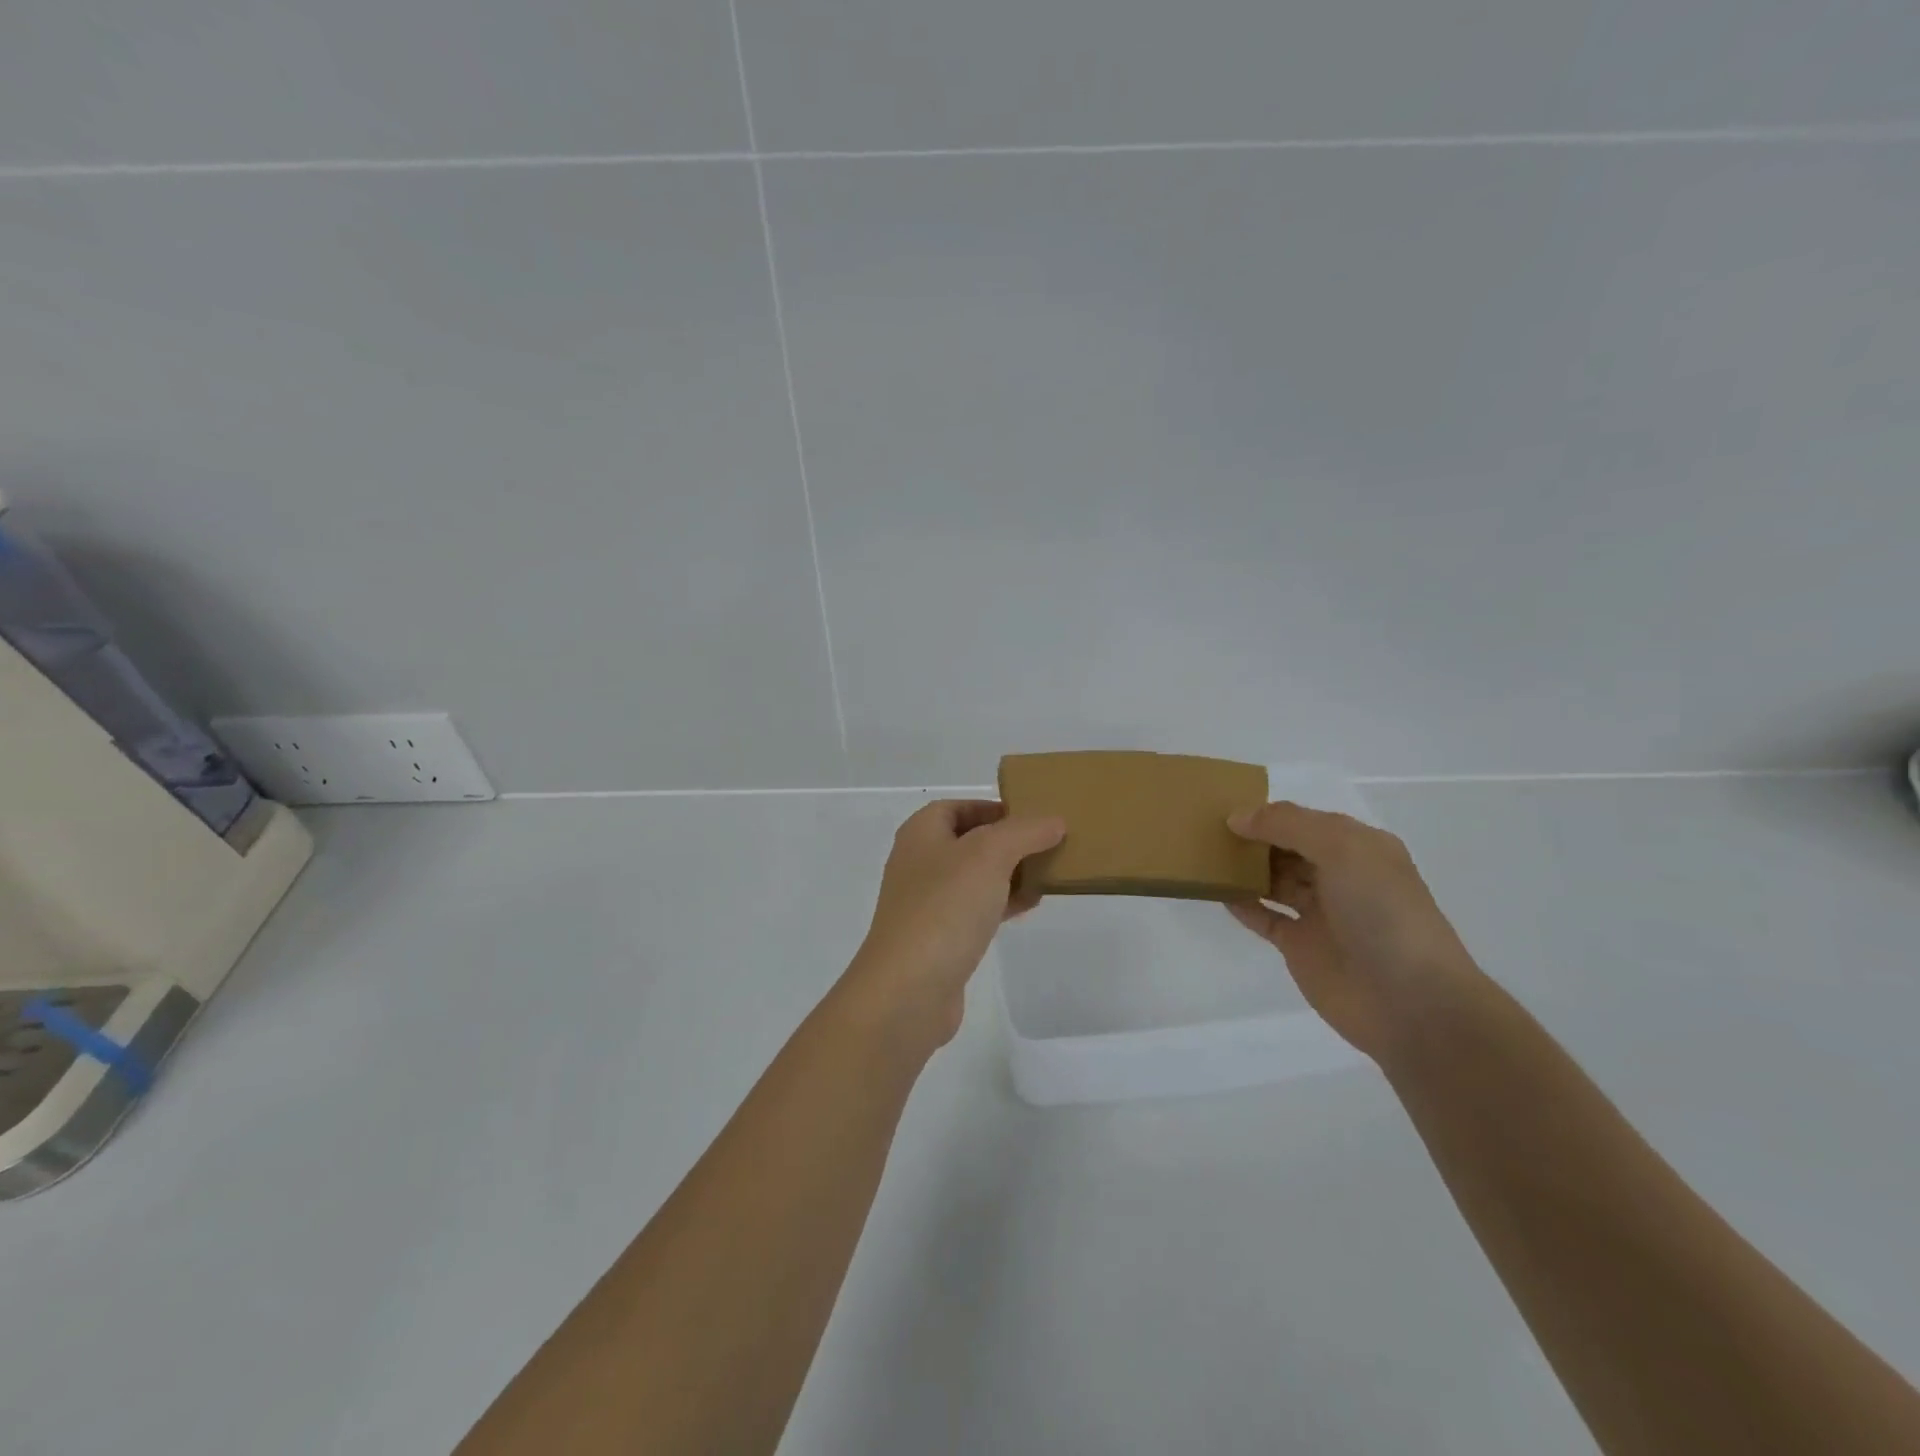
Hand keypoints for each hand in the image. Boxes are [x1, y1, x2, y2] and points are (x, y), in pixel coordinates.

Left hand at [846, 801, 1065, 1049]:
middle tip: (1046, 845)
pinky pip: (974, 911)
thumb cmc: (945, 908)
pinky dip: (1001, 904)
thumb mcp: (989, 855)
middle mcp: (919, 864)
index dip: (991, 807)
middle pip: (968, 841)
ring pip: (974, 878)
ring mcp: (926, 904)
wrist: (909, 989)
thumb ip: (1024, 832)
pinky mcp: (939, 939)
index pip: (956, 807)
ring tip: (1047, 874)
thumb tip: (1054, 822)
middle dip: (1007, 842)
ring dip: (1008, 874)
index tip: (1030, 816)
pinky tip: (1028, 907)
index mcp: (920, 834)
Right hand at [1225, 803, 1484, 1061]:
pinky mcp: (1301, 947)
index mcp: (1359, 848)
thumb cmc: (1382, 913)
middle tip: (1206, 831)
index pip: (1305, 820)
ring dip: (1245, 869)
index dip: (1268, 814)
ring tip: (1205, 857)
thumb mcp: (1342, 849)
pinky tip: (1217, 892)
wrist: (1410, 1002)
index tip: (1224, 809)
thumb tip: (1237, 817)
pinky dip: (1243, 904)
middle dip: (1253, 839)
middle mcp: (1341, 876)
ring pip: (1275, 881)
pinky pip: (1265, 917)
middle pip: (1287, 849)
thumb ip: (1288, 825)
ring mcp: (1320, 913)